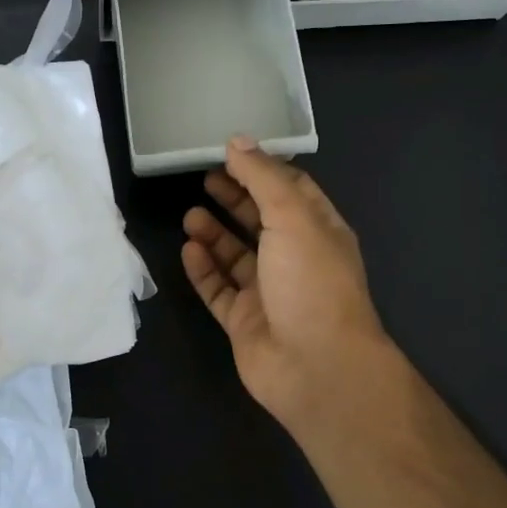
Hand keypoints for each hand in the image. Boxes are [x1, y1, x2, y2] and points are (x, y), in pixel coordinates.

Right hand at [181, 137, 403, 439]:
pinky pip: (219, 290)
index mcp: (319, 231)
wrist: (316, 367)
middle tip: (203, 178)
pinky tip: (188, 250)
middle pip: (261, 220)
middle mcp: (296, 259)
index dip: (263, 170)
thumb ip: (263, 177)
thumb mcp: (292, 216)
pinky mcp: (245, 321)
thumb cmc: (311, 282)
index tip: (230, 152)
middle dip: (235, 198)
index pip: (292, 190)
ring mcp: (269, 292)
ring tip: (189, 215)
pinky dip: (204, 270)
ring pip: (236, 256)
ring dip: (214, 234)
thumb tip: (238, 140)